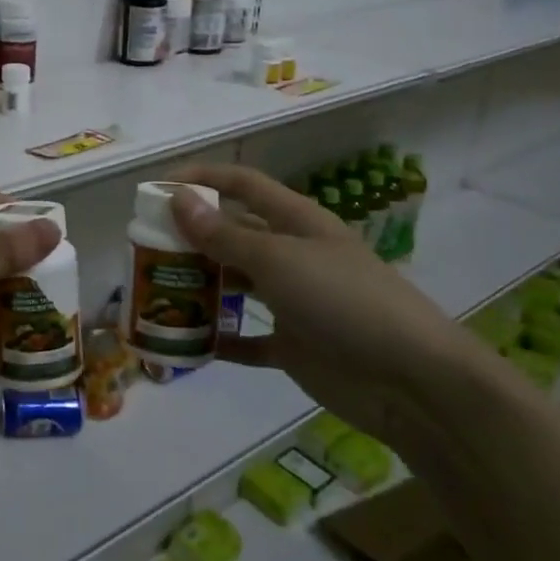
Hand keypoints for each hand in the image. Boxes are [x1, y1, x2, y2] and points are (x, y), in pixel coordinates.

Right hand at [168, 163, 471, 445]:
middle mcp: (293, 255)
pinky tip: (189, 342)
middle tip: (146, 247)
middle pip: (234, 234)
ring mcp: (295, 301)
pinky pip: (248, 339)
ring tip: (157, 290)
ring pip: (236, 284)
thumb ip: (225, 234)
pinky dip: (221, 339)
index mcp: (296, 222)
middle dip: (192, 236)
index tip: (157, 188)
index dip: (202, 179)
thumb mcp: (279, 260)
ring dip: (201, 286)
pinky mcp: (295, 345)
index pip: (243, 185)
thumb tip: (177, 199)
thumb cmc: (344, 301)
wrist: (414, 382)